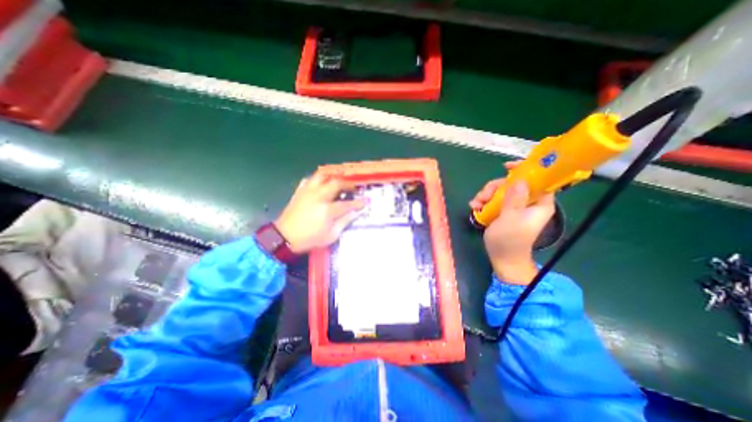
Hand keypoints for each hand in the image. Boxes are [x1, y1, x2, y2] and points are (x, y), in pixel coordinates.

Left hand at [277, 171, 369, 253]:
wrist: (284, 238)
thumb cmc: (309, 239)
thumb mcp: (331, 236)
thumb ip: (344, 222)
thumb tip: (356, 213)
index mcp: (327, 210)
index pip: (348, 204)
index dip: (359, 202)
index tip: (366, 201)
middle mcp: (319, 196)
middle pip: (336, 183)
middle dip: (348, 184)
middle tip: (353, 189)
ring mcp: (308, 192)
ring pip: (322, 176)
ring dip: (333, 177)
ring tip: (338, 182)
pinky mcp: (300, 191)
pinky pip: (309, 180)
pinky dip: (317, 180)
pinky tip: (321, 186)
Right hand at [468, 161, 554, 286]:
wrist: (502, 258)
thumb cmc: (509, 241)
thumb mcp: (510, 220)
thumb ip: (514, 200)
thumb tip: (519, 180)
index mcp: (539, 203)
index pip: (539, 179)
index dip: (525, 169)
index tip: (506, 166)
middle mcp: (528, 201)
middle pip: (512, 183)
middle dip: (495, 187)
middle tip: (483, 197)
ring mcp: (515, 205)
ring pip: (500, 190)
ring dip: (485, 195)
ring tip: (476, 205)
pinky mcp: (504, 210)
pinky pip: (493, 198)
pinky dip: (483, 201)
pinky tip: (475, 207)